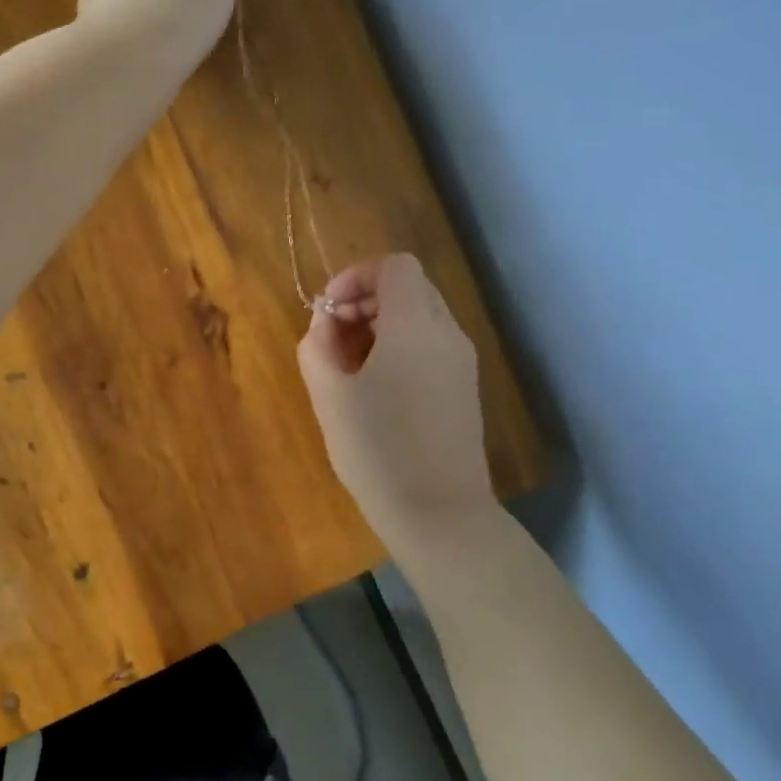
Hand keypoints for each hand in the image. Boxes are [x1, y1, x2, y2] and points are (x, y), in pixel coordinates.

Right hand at [298, 254, 494, 539]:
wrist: (438, 513)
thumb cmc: (376, 451)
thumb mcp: (329, 394)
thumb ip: (317, 345)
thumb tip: (325, 323)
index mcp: (415, 327)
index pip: (395, 267)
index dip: (356, 276)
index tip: (328, 311)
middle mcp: (447, 334)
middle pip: (410, 287)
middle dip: (365, 300)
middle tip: (332, 336)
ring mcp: (461, 362)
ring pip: (421, 316)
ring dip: (380, 324)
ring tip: (348, 364)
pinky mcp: (463, 387)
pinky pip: (430, 344)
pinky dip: (399, 346)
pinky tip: (374, 386)